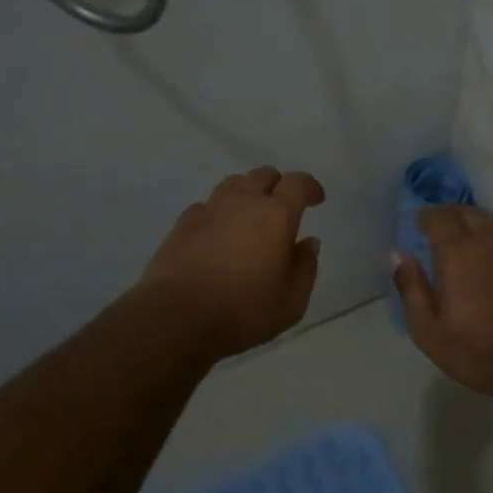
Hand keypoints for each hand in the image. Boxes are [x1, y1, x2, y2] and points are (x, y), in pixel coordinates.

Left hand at [139, 167, 326, 358]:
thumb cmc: (243, 311)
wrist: (176, 318)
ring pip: (233, 183)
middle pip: (263, 175)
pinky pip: (207, 205)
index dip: (310, 187)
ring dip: (247, 193)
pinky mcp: (183, 223)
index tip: (316, 200)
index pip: (298, 183)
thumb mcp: (291, 301)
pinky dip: (219, 212)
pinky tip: (218, 232)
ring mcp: (210, 209)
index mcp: (276, 215)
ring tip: (250, 215)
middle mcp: (243, 201)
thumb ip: (305, 268)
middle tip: (282, 207)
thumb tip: (308, 243)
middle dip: (278, 186)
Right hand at [393, 207, 492, 400]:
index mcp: (458, 252)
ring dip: (472, 218)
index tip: (415, 223)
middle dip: (447, 214)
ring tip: (461, 231)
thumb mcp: (429, 330)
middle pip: (465, 212)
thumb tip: (398, 255)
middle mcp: (487, 241)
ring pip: (490, 218)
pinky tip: (488, 248)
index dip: (425, 216)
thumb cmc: (477, 350)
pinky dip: (492, 230)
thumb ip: (411, 288)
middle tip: (434, 226)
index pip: (439, 218)